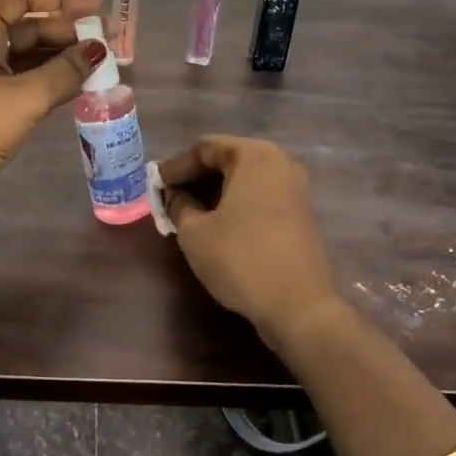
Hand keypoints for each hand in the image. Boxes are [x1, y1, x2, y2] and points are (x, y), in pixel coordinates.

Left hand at [0, 0, 103, 226]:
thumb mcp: (25, 97)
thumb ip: (66, 71)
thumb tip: (99, 50)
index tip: (97, 6)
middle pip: (29, 25)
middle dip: (69, 31)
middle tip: (110, 41)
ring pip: (30, 54)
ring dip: (64, 57)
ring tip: (103, 64)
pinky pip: (27, 79)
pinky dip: (52, 79)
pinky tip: (82, 85)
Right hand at [160, 136, 343, 349]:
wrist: (299, 307)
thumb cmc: (241, 259)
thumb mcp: (195, 232)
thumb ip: (178, 205)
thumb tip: (172, 195)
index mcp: (255, 156)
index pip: (205, 148)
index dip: (176, 166)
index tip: (154, 185)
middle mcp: (280, 164)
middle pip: (227, 161)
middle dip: (195, 179)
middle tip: (168, 199)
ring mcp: (295, 190)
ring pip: (244, 181)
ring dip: (214, 194)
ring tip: (187, 214)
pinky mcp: (301, 216)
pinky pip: (259, 198)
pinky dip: (235, 206)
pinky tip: (215, 227)